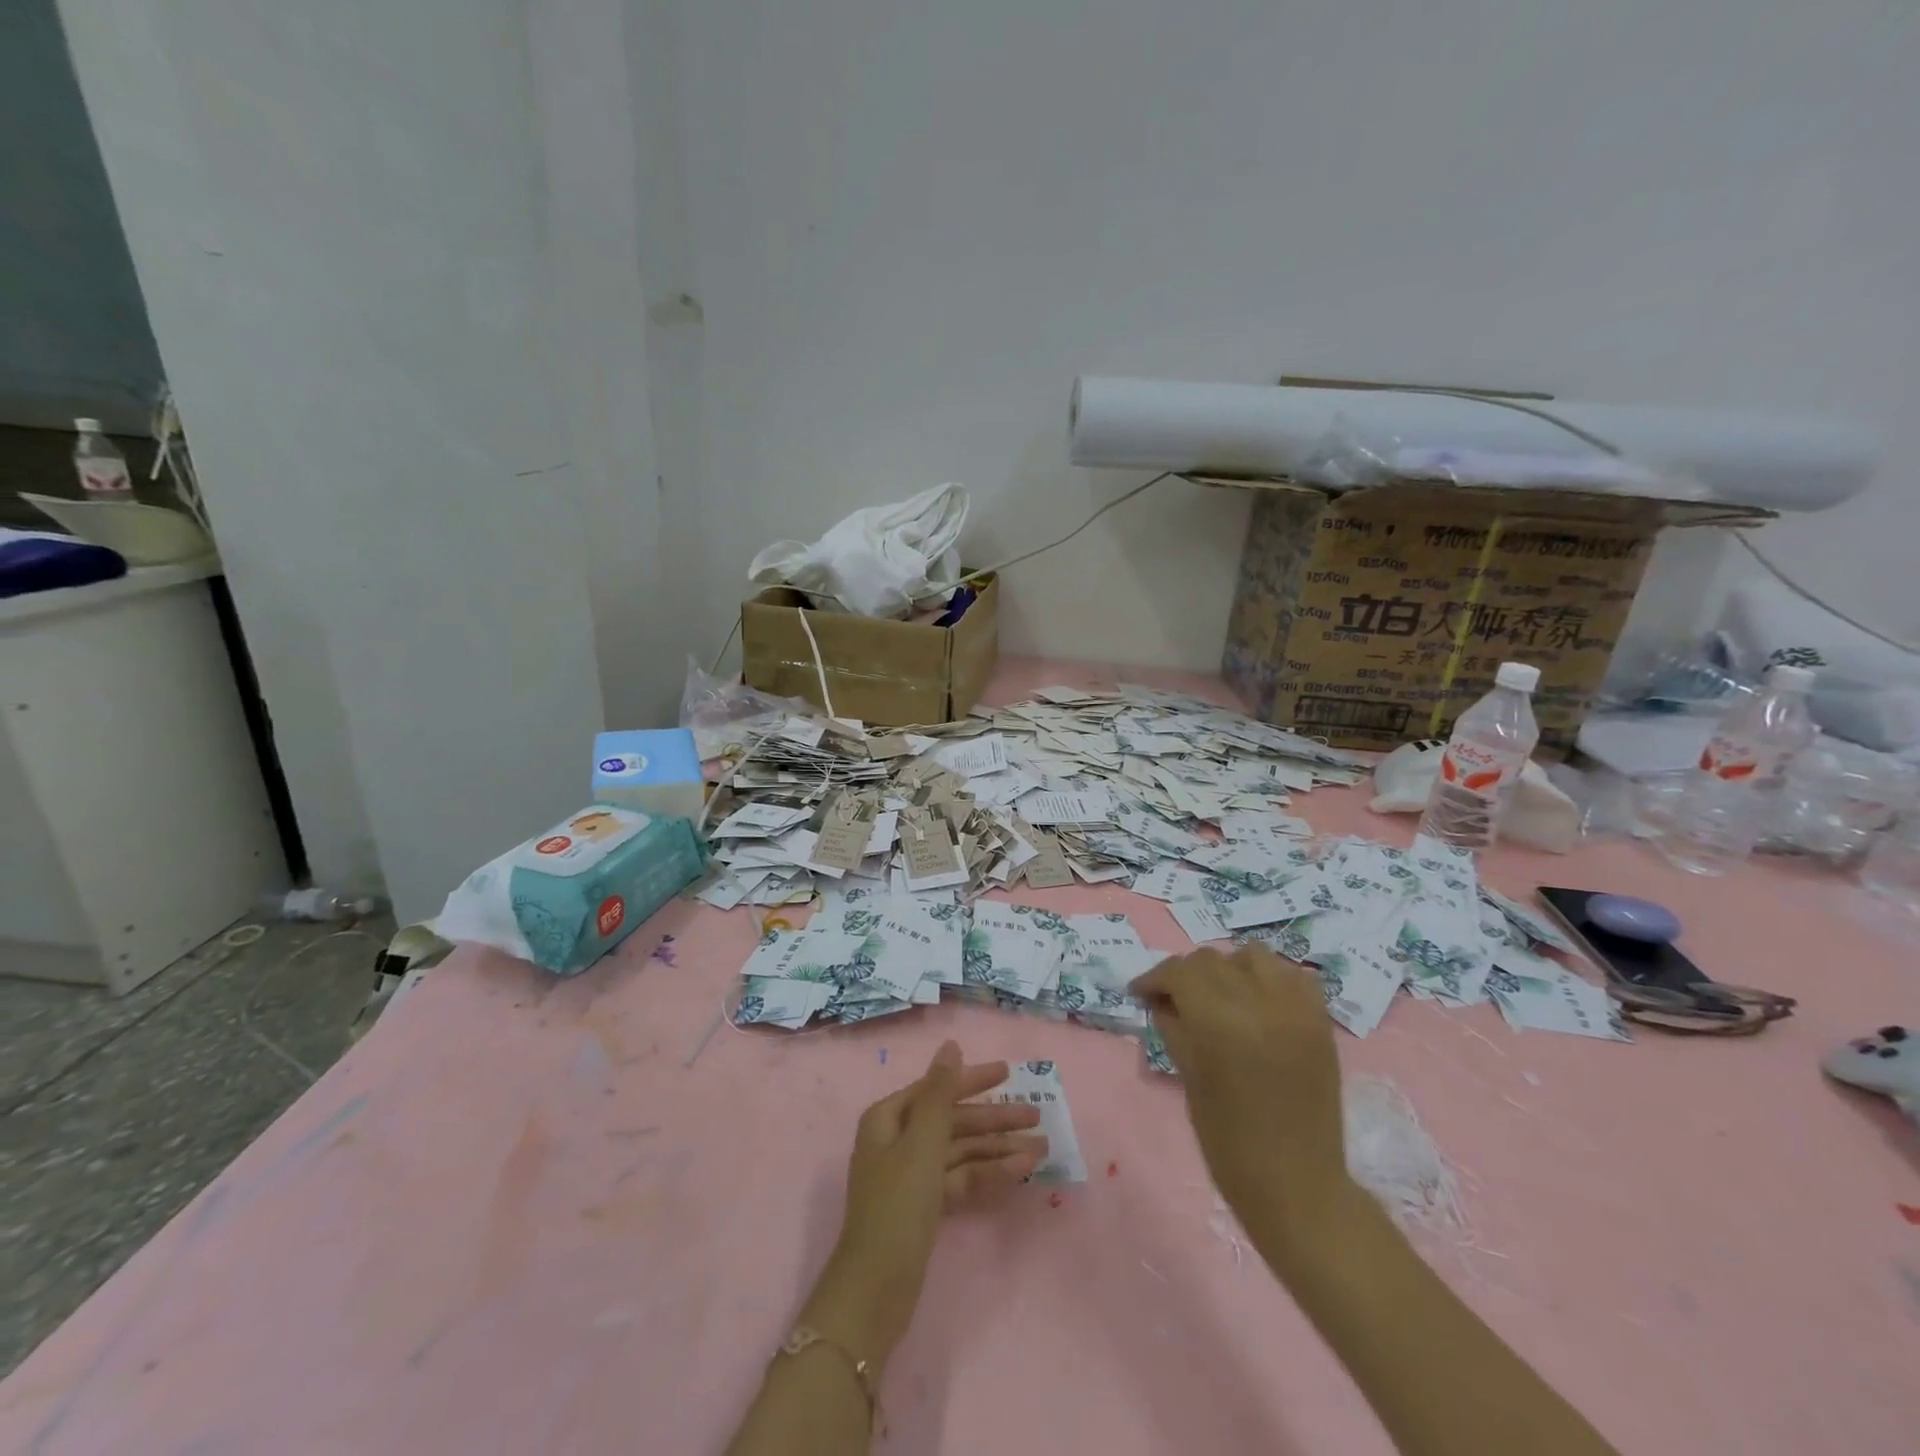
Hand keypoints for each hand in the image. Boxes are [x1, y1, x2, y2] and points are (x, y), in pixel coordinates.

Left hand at [802, 1042, 1045, 1367]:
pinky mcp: (925, 1205)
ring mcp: (912, 1174)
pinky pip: (961, 1178)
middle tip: (1037, 1114)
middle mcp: (898, 1140)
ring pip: (961, 1151)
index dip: (973, 1079)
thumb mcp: (922, 1143)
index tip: (1008, 1072)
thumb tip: (950, 1045)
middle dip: (994, 1119)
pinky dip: (988, 1174)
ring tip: (1041, 1148)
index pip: (937, 1088)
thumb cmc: (897, 1206)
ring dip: (999, 1148)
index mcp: (888, 1118)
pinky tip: (1020, 1171)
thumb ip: (940, 1093)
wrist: (875, 1290)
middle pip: (953, 1120)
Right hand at [1130, 946, 1350, 1246]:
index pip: (1179, 972)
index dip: (1155, 978)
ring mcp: (1296, 1009)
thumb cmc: (1229, 1142)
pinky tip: (1258, 1001)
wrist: (1298, 1186)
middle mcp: (1260, 1003)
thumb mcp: (1189, 1079)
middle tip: (1175, 999)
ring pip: (1252, 955)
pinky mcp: (1321, 1020)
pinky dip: (1270, 978)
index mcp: (1220, 1023)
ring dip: (1229, 968)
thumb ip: (1173, 1028)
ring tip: (1221, 996)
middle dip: (1186, 975)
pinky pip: (1293, 974)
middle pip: (1211, 959)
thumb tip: (1160, 999)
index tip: (1141, 993)